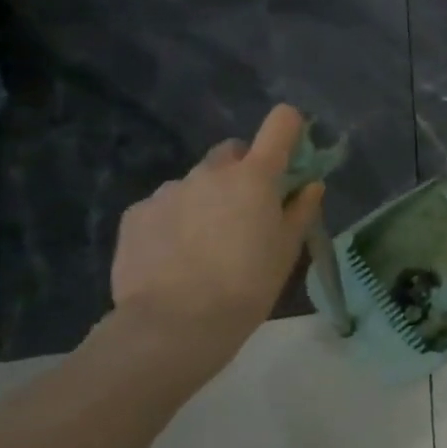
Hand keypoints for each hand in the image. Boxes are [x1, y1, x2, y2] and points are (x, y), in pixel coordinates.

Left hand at [110, 105, 323, 371]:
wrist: (174, 324)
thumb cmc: (247, 284)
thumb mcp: (287, 249)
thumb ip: (301, 210)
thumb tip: (311, 185)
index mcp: (255, 176)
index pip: (280, 123)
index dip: (289, 129)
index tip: (292, 152)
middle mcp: (210, 172)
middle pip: (233, 152)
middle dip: (243, 170)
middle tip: (247, 210)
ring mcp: (169, 190)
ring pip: (196, 182)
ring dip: (206, 198)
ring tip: (205, 243)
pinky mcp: (136, 214)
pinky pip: (164, 205)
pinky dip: (174, 220)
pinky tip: (174, 255)